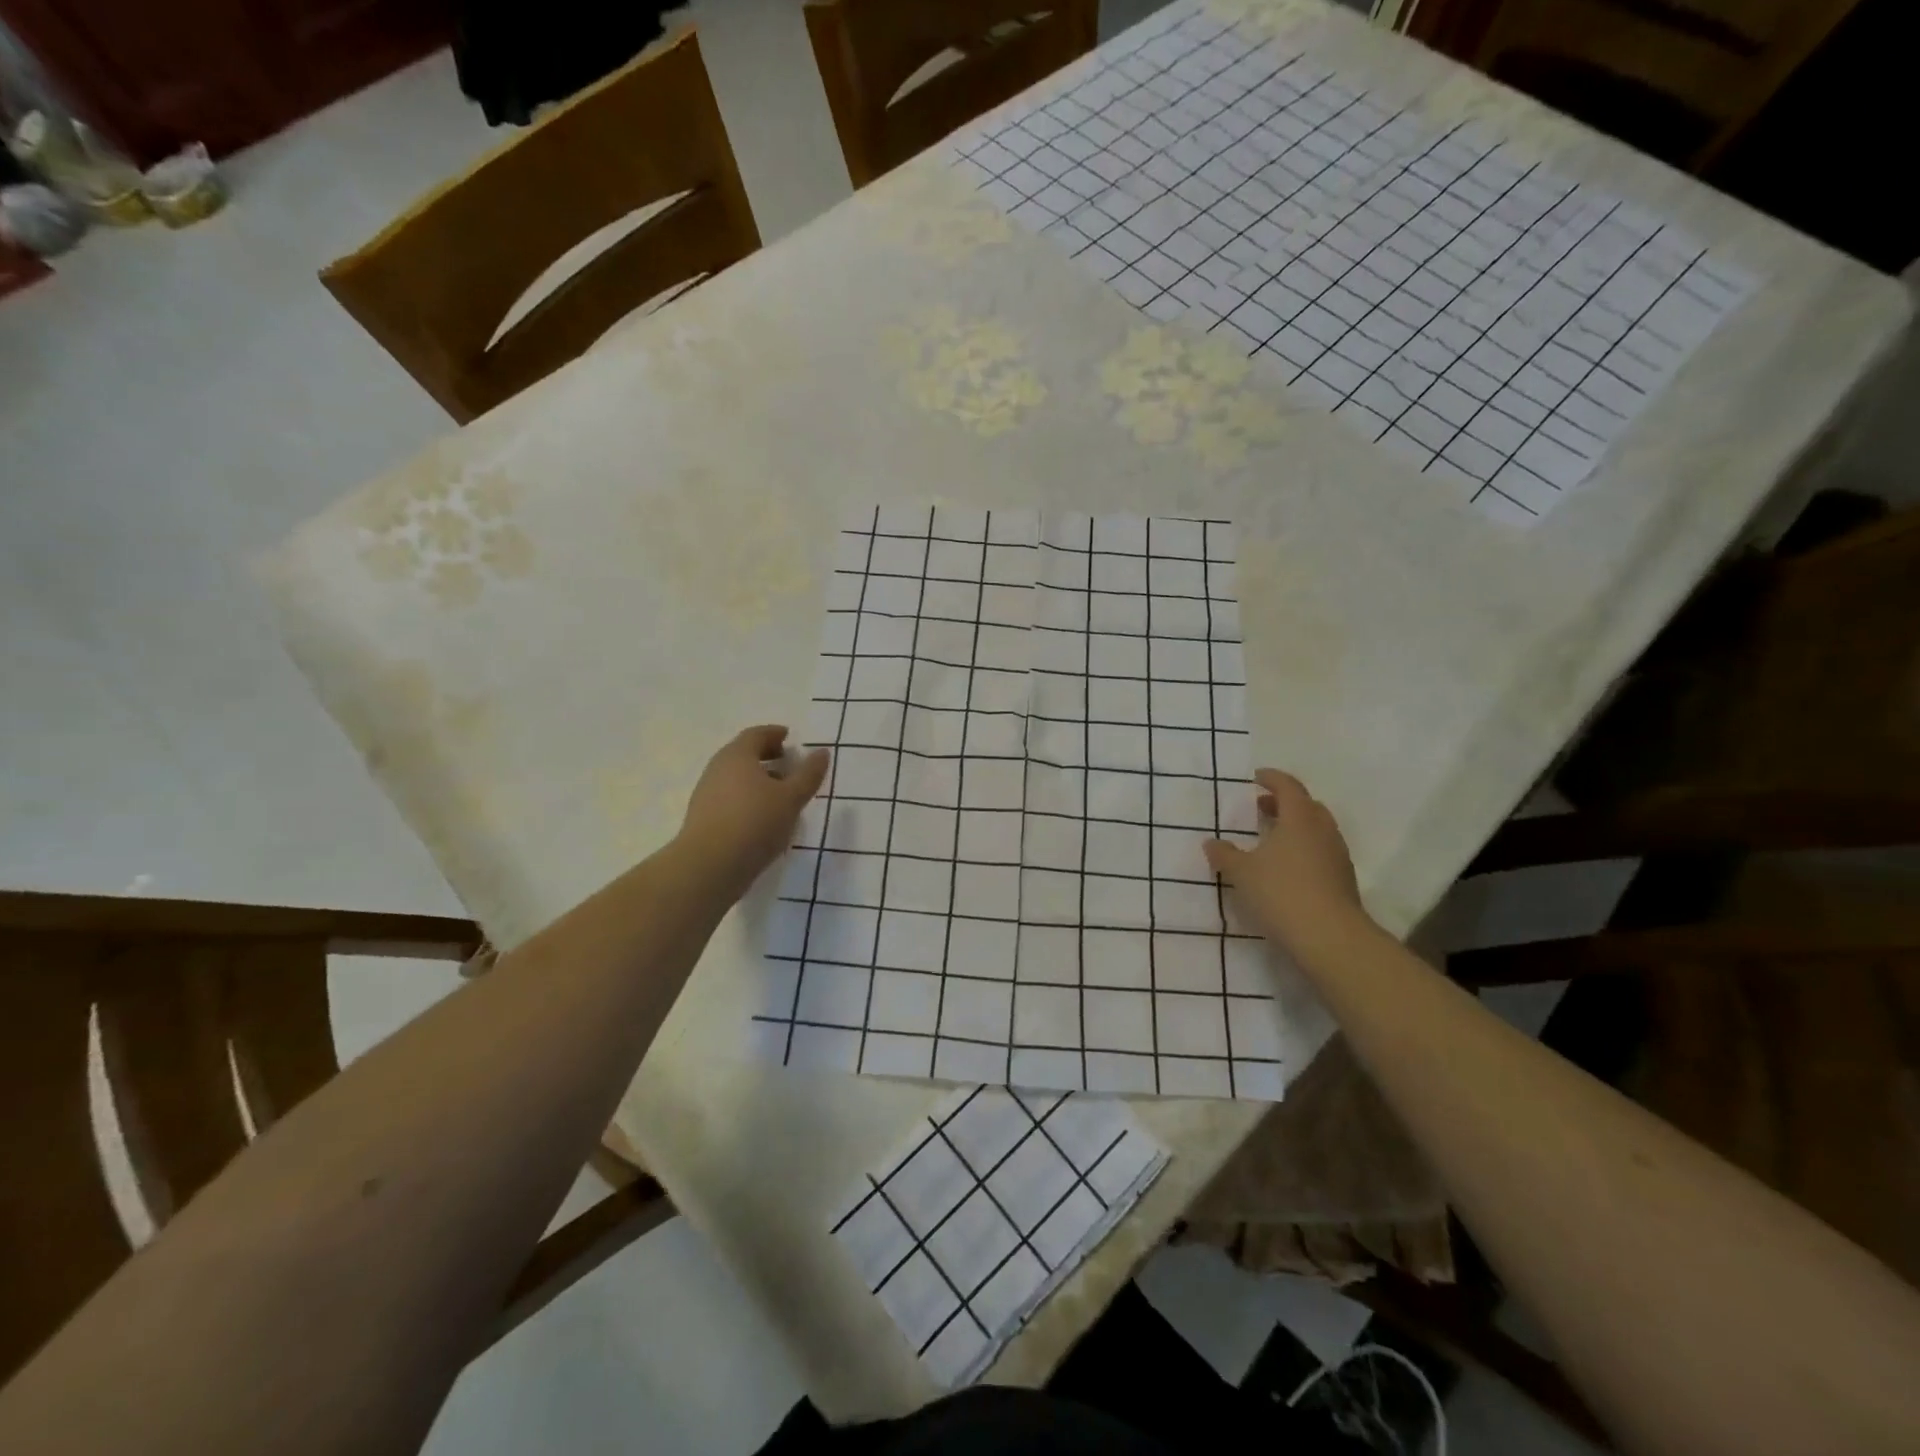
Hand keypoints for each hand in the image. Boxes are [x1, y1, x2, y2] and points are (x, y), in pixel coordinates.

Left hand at [675, 726, 828, 898]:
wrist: (709, 866)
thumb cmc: (755, 822)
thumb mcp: (791, 798)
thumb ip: (809, 774)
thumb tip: (821, 752)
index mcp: (737, 755)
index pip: (757, 734)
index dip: (774, 734)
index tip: (789, 738)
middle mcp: (718, 768)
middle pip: (743, 754)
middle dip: (767, 756)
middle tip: (788, 763)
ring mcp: (706, 794)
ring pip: (736, 778)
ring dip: (758, 780)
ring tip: (780, 794)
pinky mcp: (703, 818)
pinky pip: (730, 798)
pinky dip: (748, 798)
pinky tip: (763, 818)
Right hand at [1203, 769, 1369, 959]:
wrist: (1330, 937)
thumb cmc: (1281, 892)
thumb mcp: (1241, 873)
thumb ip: (1224, 855)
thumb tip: (1211, 842)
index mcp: (1299, 819)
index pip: (1288, 787)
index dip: (1272, 779)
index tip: (1256, 777)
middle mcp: (1323, 831)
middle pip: (1307, 806)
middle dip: (1284, 803)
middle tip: (1262, 807)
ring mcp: (1337, 856)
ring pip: (1317, 830)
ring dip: (1295, 827)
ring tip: (1272, 839)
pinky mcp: (1343, 880)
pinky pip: (1321, 852)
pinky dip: (1304, 849)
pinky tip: (1287, 868)